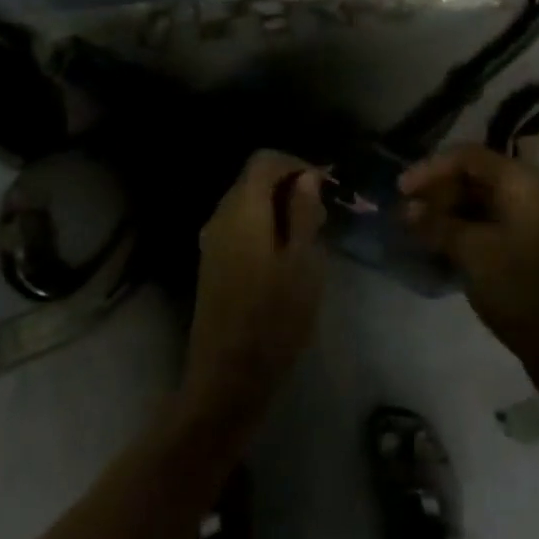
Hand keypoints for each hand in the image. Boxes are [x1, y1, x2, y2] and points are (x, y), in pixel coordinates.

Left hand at [183, 151, 327, 430]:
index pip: (264, 161)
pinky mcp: (212, 264)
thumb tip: (306, 178)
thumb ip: (303, 214)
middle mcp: (220, 217)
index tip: (326, 186)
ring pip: (247, 204)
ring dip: (279, 208)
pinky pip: (240, 227)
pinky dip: (265, 227)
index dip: (296, 164)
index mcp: (242, 210)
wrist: (227, 377)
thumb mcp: (303, 264)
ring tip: (310, 236)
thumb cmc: (274, 318)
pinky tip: (286, 256)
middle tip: (323, 214)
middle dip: (289, 186)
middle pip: (253, 180)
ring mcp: (212, 241)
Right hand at [401, 144, 538, 411]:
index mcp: (518, 183)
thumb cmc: (518, 285)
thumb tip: (405, 210)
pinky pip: (483, 223)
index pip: (466, 157)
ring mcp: (524, 220)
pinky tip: (435, 245)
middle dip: (436, 190)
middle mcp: (524, 193)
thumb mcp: (471, 251)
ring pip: (475, 201)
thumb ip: (436, 224)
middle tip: (406, 213)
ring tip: (414, 229)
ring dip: (444, 211)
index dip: (430, 168)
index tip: (401, 190)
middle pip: (471, 176)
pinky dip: (458, 229)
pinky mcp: (520, 245)